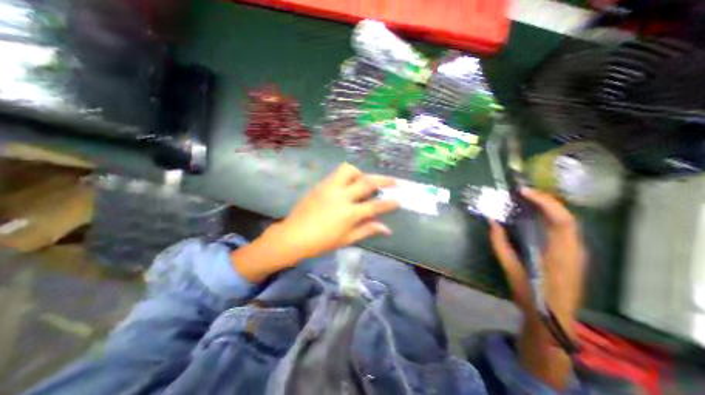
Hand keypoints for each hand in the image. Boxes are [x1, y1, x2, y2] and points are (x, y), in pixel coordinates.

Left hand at [272, 164, 397, 261]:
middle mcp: (342, 196)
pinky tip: (348, 184)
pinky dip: (347, 176)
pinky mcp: (321, 184)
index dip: (389, 203)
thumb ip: (367, 230)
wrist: (294, 235)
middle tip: (394, 181)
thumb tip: (386, 228)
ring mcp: (330, 188)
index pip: (375, 205)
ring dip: (361, 174)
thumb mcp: (346, 239)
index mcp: (349, 213)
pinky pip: (337, 174)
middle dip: (384, 180)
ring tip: (364, 181)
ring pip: (350, 170)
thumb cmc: (321, 242)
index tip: (399, 200)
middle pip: (367, 182)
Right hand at [488, 188, 587, 391]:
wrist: (552, 318)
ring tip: (527, 200)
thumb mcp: (510, 268)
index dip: (543, 202)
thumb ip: (499, 242)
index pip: (560, 219)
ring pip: (567, 221)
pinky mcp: (573, 254)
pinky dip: (550, 217)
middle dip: (545, 200)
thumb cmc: (530, 294)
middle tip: (522, 192)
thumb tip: (491, 221)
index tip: (522, 192)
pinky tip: (535, 216)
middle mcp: (574, 249)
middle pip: (566, 216)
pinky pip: (564, 229)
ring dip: (548, 207)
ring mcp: (577, 252)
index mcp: (560, 254)